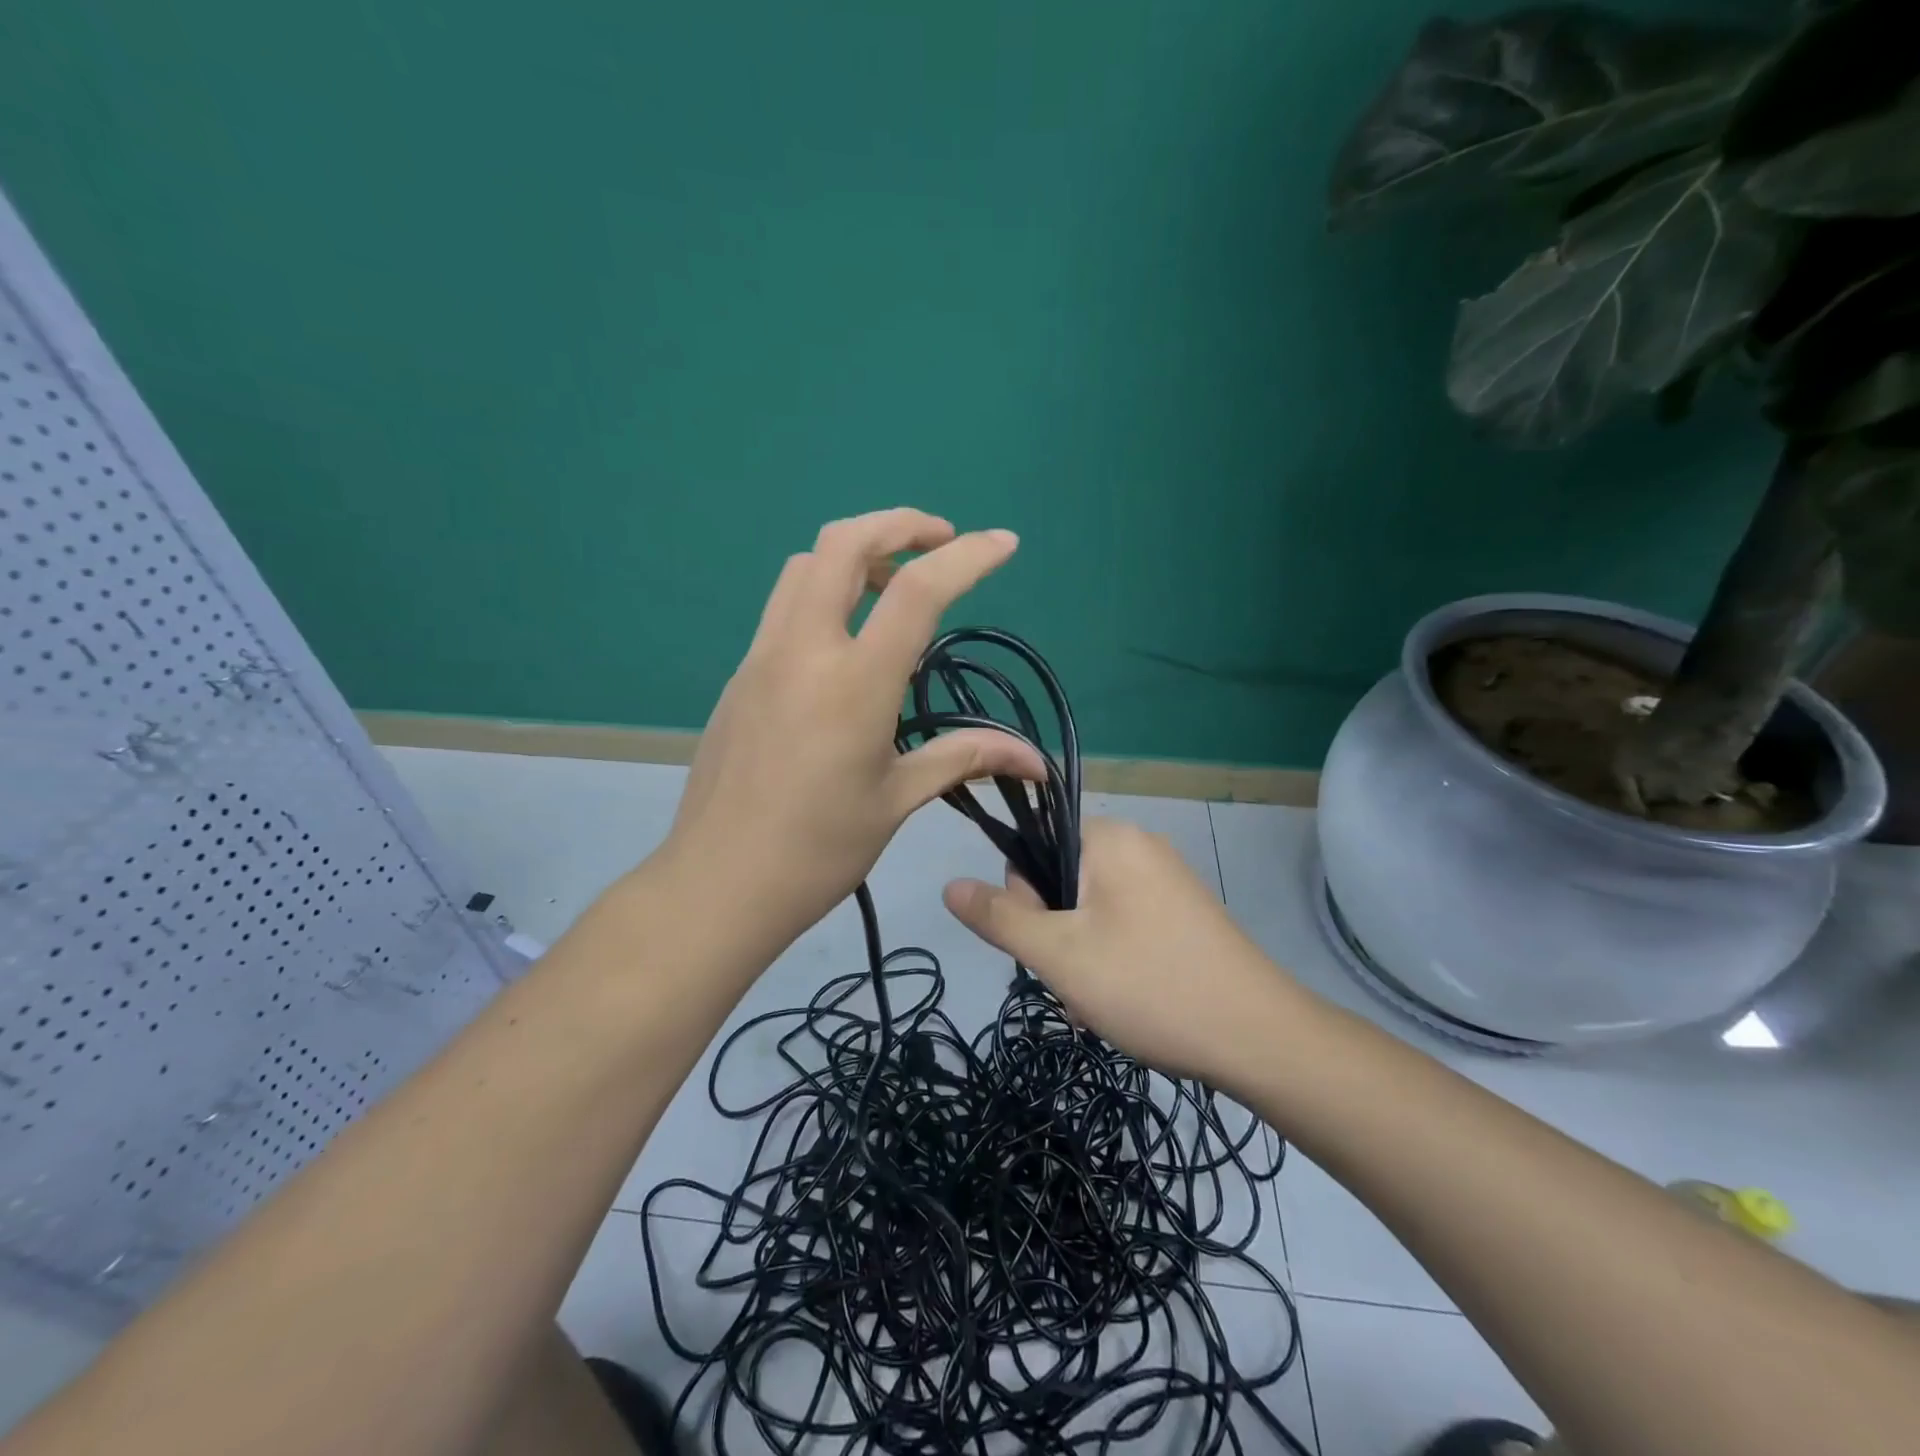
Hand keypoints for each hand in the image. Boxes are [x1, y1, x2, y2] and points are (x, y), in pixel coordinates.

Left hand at [662, 508, 1044, 948]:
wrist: (718, 885)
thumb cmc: (817, 850)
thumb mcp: (898, 799)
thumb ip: (965, 758)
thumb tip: (1035, 761)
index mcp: (854, 683)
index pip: (916, 591)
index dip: (967, 556)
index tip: (1003, 543)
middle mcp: (803, 650)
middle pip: (842, 544)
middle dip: (898, 525)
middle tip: (939, 543)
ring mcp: (762, 658)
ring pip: (804, 567)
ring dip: (855, 554)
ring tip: (893, 586)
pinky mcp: (739, 676)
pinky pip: (784, 608)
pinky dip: (824, 593)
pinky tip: (846, 641)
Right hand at [943, 818, 1299, 1081]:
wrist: (1259, 1038)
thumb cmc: (1149, 985)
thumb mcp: (1059, 955)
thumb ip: (1000, 917)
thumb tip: (949, 885)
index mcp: (1110, 838)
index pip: (1035, 844)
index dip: (1024, 895)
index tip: (1042, 942)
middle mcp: (1140, 845)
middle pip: (1062, 877)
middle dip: (1054, 930)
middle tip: (1073, 979)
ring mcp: (1167, 879)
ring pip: (1091, 907)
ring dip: (1079, 950)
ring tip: (1099, 998)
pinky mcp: (1185, 913)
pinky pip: (1124, 921)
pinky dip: (1111, 956)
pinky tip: (1125, 999)